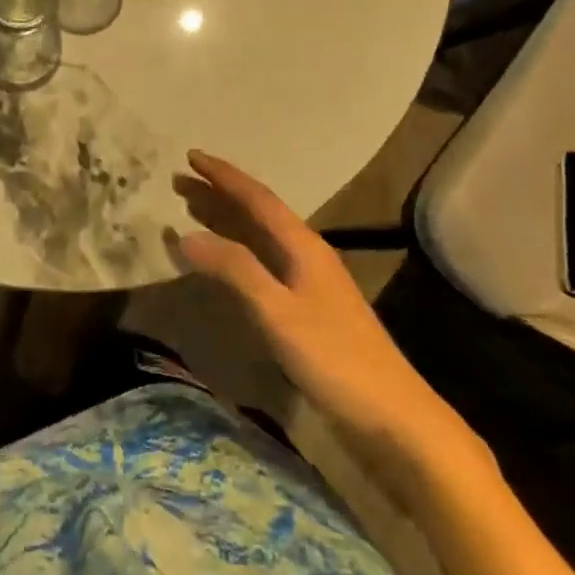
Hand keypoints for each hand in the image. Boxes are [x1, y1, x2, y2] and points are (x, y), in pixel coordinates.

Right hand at [174, 151, 482, 485]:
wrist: (394, 418)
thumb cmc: (335, 359)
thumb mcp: (278, 311)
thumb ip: (235, 270)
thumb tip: (185, 235)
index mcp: (303, 247)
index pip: (257, 199)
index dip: (223, 177)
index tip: (191, 155)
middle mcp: (306, 256)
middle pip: (257, 214)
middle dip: (218, 195)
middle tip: (180, 182)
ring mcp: (309, 285)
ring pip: (259, 239)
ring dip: (226, 222)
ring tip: (192, 209)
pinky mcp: (307, 311)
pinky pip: (261, 265)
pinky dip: (235, 255)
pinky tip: (223, 263)